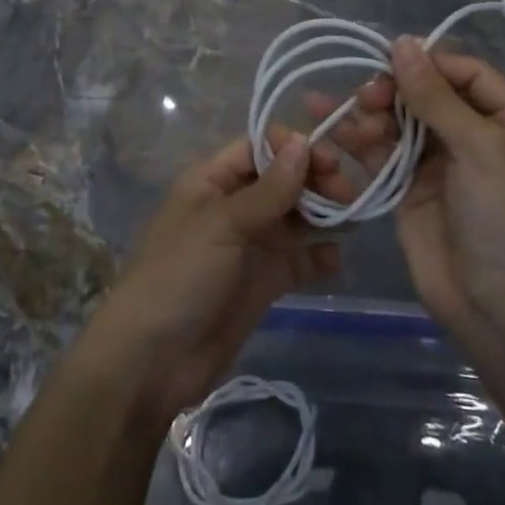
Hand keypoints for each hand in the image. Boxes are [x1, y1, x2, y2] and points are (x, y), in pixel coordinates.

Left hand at [83, 134, 348, 428]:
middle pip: (281, 180)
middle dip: (314, 180)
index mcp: (212, 180)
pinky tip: (335, 258)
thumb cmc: (180, 275)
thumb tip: (304, 143)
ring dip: (321, 214)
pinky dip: (318, 256)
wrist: (152, 360)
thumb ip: (268, 190)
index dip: (293, 148)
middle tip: (347, 193)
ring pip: (293, 217)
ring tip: (352, 219)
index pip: (258, 148)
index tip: (330, 159)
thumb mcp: (222, 225)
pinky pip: (297, 259)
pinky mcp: (262, 282)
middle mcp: (233, 205)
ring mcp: (249, 245)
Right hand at [317, 39, 504, 358]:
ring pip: (398, 121)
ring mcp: (440, 164)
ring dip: (370, 113)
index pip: (466, 74)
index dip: (429, 62)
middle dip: (393, 89)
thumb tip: (402, 42)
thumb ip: (436, 97)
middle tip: (366, 95)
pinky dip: (357, 140)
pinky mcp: (408, 189)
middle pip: (426, 94)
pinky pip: (380, 153)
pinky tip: (329, 128)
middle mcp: (475, 137)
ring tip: (344, 114)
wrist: (501, 311)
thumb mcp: (481, 150)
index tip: (389, 57)